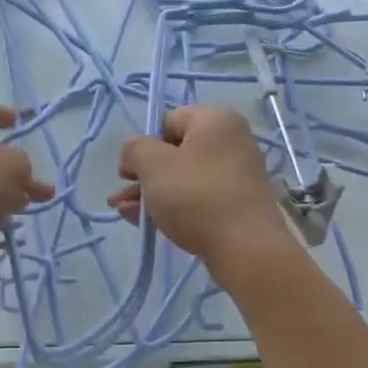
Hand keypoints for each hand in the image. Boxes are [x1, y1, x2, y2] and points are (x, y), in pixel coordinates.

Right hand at [109, 105, 293, 267]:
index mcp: (215, 119)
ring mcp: (238, 174)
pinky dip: (174, 206)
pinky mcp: (239, 204)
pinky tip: (147, 223)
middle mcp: (231, 140)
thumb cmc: (196, 195)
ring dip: (152, 193)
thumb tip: (135, 151)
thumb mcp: (153, 165)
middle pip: (175, 152)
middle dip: (143, 175)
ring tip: (126, 213)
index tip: (127, 171)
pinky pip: (199, 197)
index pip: (168, 121)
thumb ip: (135, 149)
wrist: (246, 248)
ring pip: (184, 178)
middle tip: (121, 195)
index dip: (142, 145)